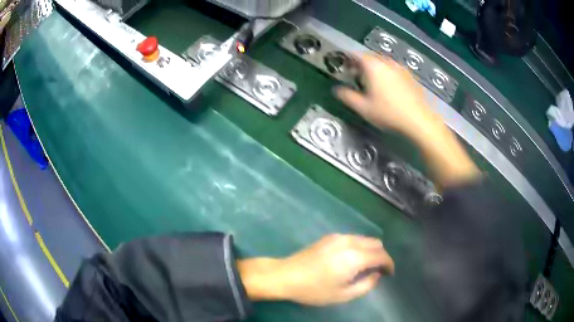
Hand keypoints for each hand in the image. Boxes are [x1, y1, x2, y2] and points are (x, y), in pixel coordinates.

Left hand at [238, 234, 393, 305]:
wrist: (285, 276)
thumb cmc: (314, 290)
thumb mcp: (343, 295)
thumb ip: (366, 285)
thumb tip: (376, 275)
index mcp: (355, 257)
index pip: (381, 255)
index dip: (389, 264)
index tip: (389, 274)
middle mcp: (349, 241)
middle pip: (376, 243)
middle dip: (381, 256)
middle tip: (377, 272)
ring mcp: (338, 236)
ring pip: (365, 239)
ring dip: (370, 251)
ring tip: (364, 267)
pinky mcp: (329, 236)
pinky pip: (353, 238)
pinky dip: (359, 247)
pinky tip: (350, 260)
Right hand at [336, 54, 480, 185]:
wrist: (419, 120)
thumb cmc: (389, 113)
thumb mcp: (363, 108)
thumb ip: (347, 97)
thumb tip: (336, 90)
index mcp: (373, 66)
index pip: (356, 55)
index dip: (348, 60)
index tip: (345, 68)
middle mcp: (387, 63)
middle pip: (370, 58)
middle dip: (361, 65)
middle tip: (357, 76)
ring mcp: (400, 69)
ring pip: (383, 64)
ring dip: (375, 69)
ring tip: (372, 83)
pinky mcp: (410, 76)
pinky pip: (394, 70)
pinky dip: (387, 74)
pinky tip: (389, 88)